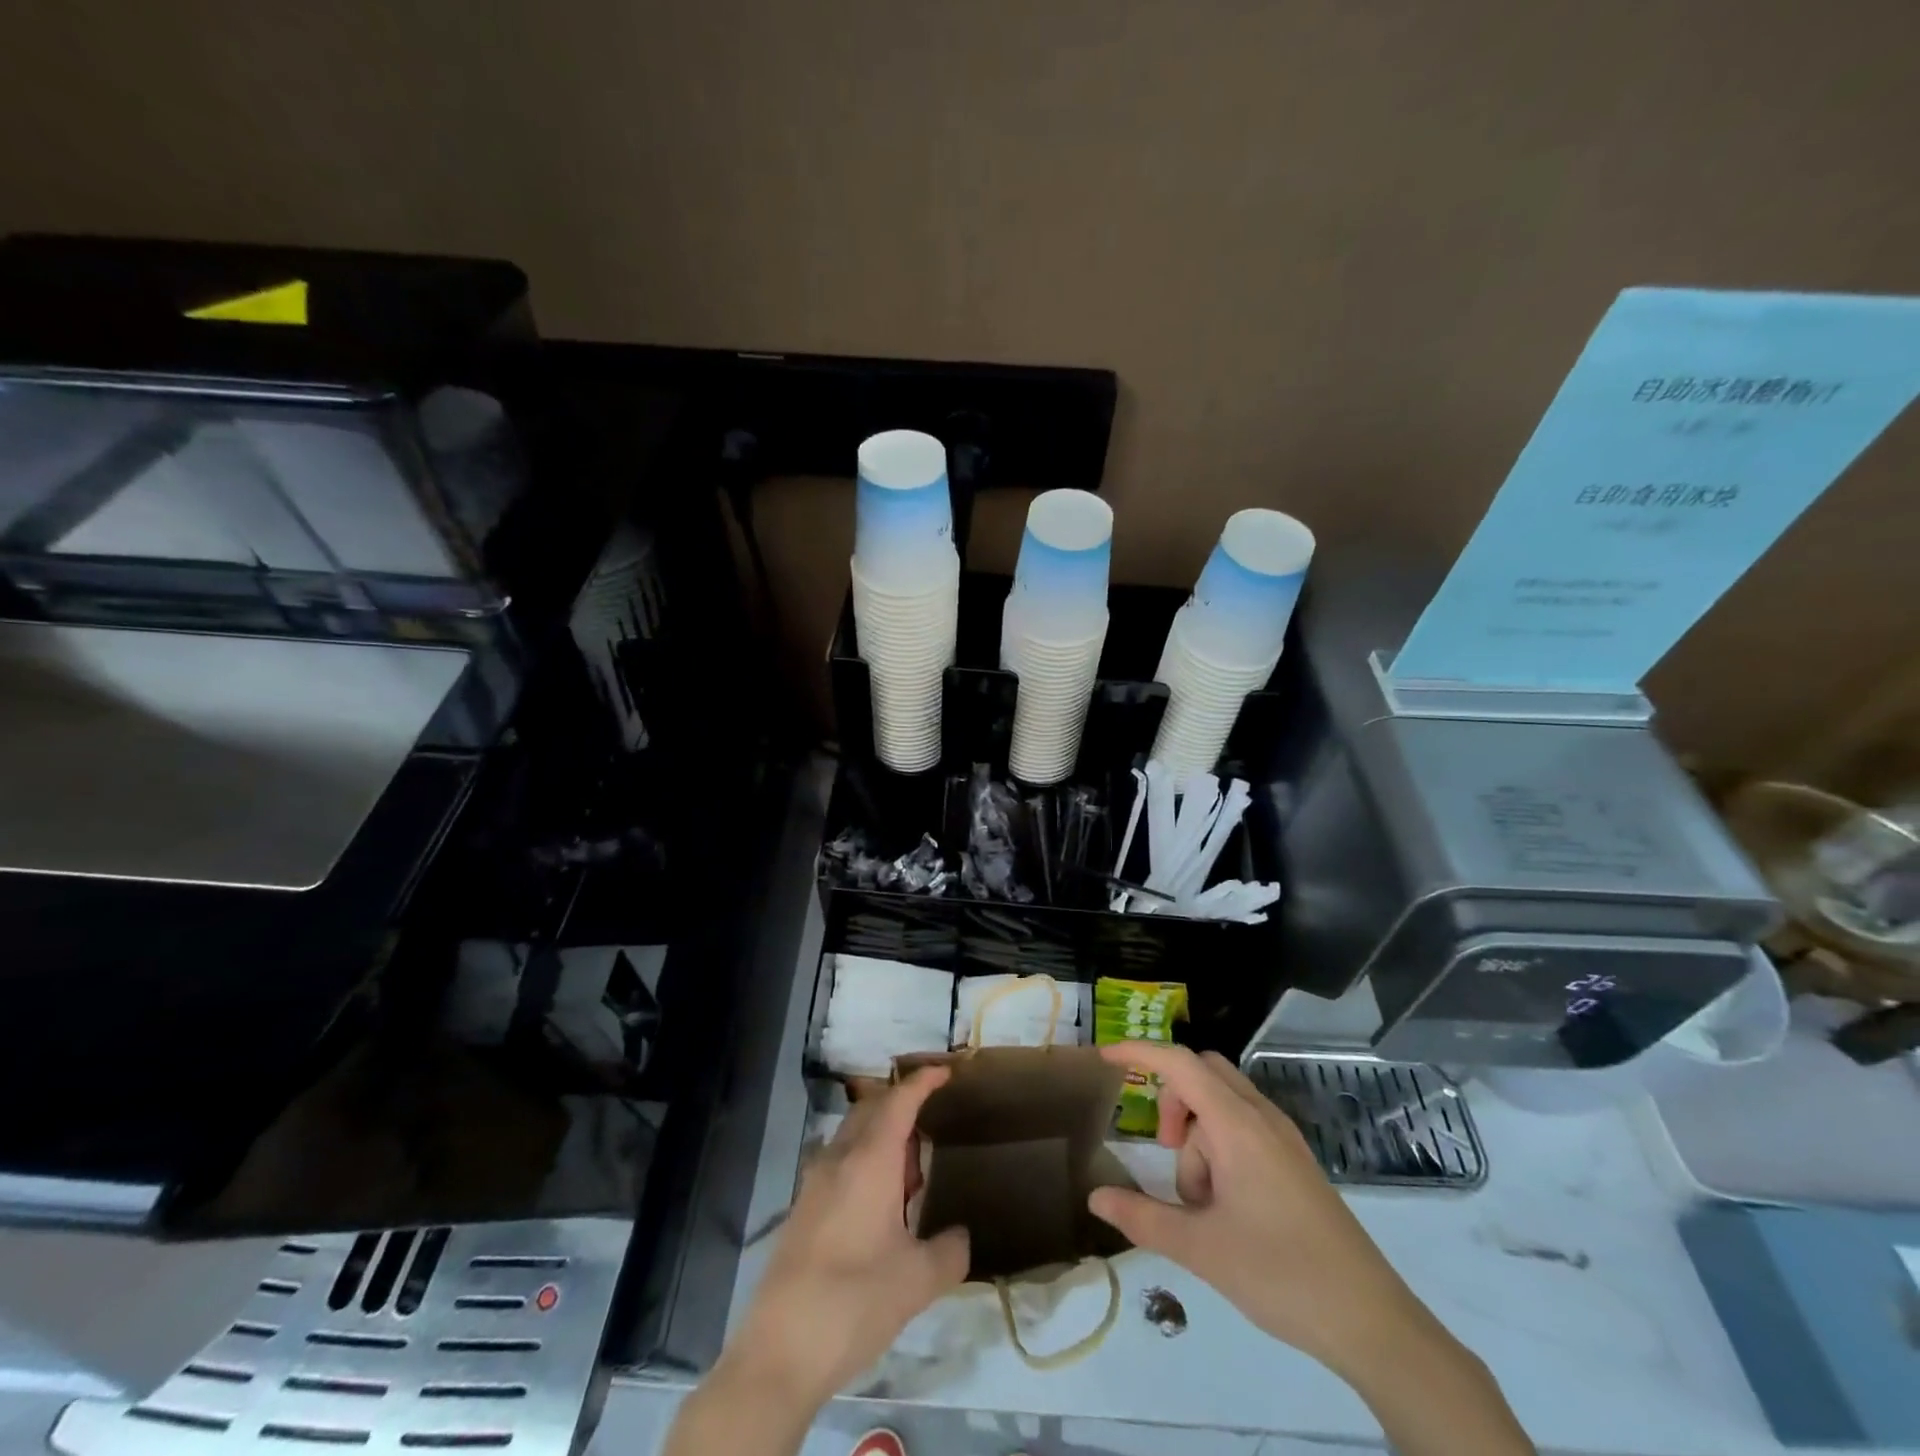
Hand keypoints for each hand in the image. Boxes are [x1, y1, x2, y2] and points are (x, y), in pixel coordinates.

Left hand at [723, 1067, 970, 1408]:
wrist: (779, 1352)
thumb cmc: (855, 1302)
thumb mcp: (918, 1281)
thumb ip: (950, 1251)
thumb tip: (960, 1237)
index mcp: (869, 1161)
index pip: (899, 1101)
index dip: (923, 1082)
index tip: (946, 1072)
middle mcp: (839, 1159)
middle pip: (872, 1110)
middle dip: (902, 1106)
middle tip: (932, 1128)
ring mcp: (814, 1183)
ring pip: (853, 1136)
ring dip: (882, 1138)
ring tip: (909, 1176)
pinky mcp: (802, 1210)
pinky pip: (839, 1163)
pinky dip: (864, 1163)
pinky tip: (879, 1207)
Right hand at [1085, 1043, 1435, 1379]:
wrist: (1373, 1323)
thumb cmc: (1281, 1274)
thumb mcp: (1200, 1249)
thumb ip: (1142, 1217)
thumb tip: (1095, 1197)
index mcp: (1237, 1125)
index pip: (1179, 1063)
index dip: (1139, 1052)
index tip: (1104, 1058)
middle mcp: (1261, 1118)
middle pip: (1202, 1074)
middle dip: (1173, 1101)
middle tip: (1163, 1150)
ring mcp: (1283, 1139)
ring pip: (1222, 1105)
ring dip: (1198, 1138)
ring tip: (1203, 1205)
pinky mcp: (1295, 1163)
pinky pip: (1244, 1129)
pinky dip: (1220, 1150)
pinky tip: (1224, 1206)